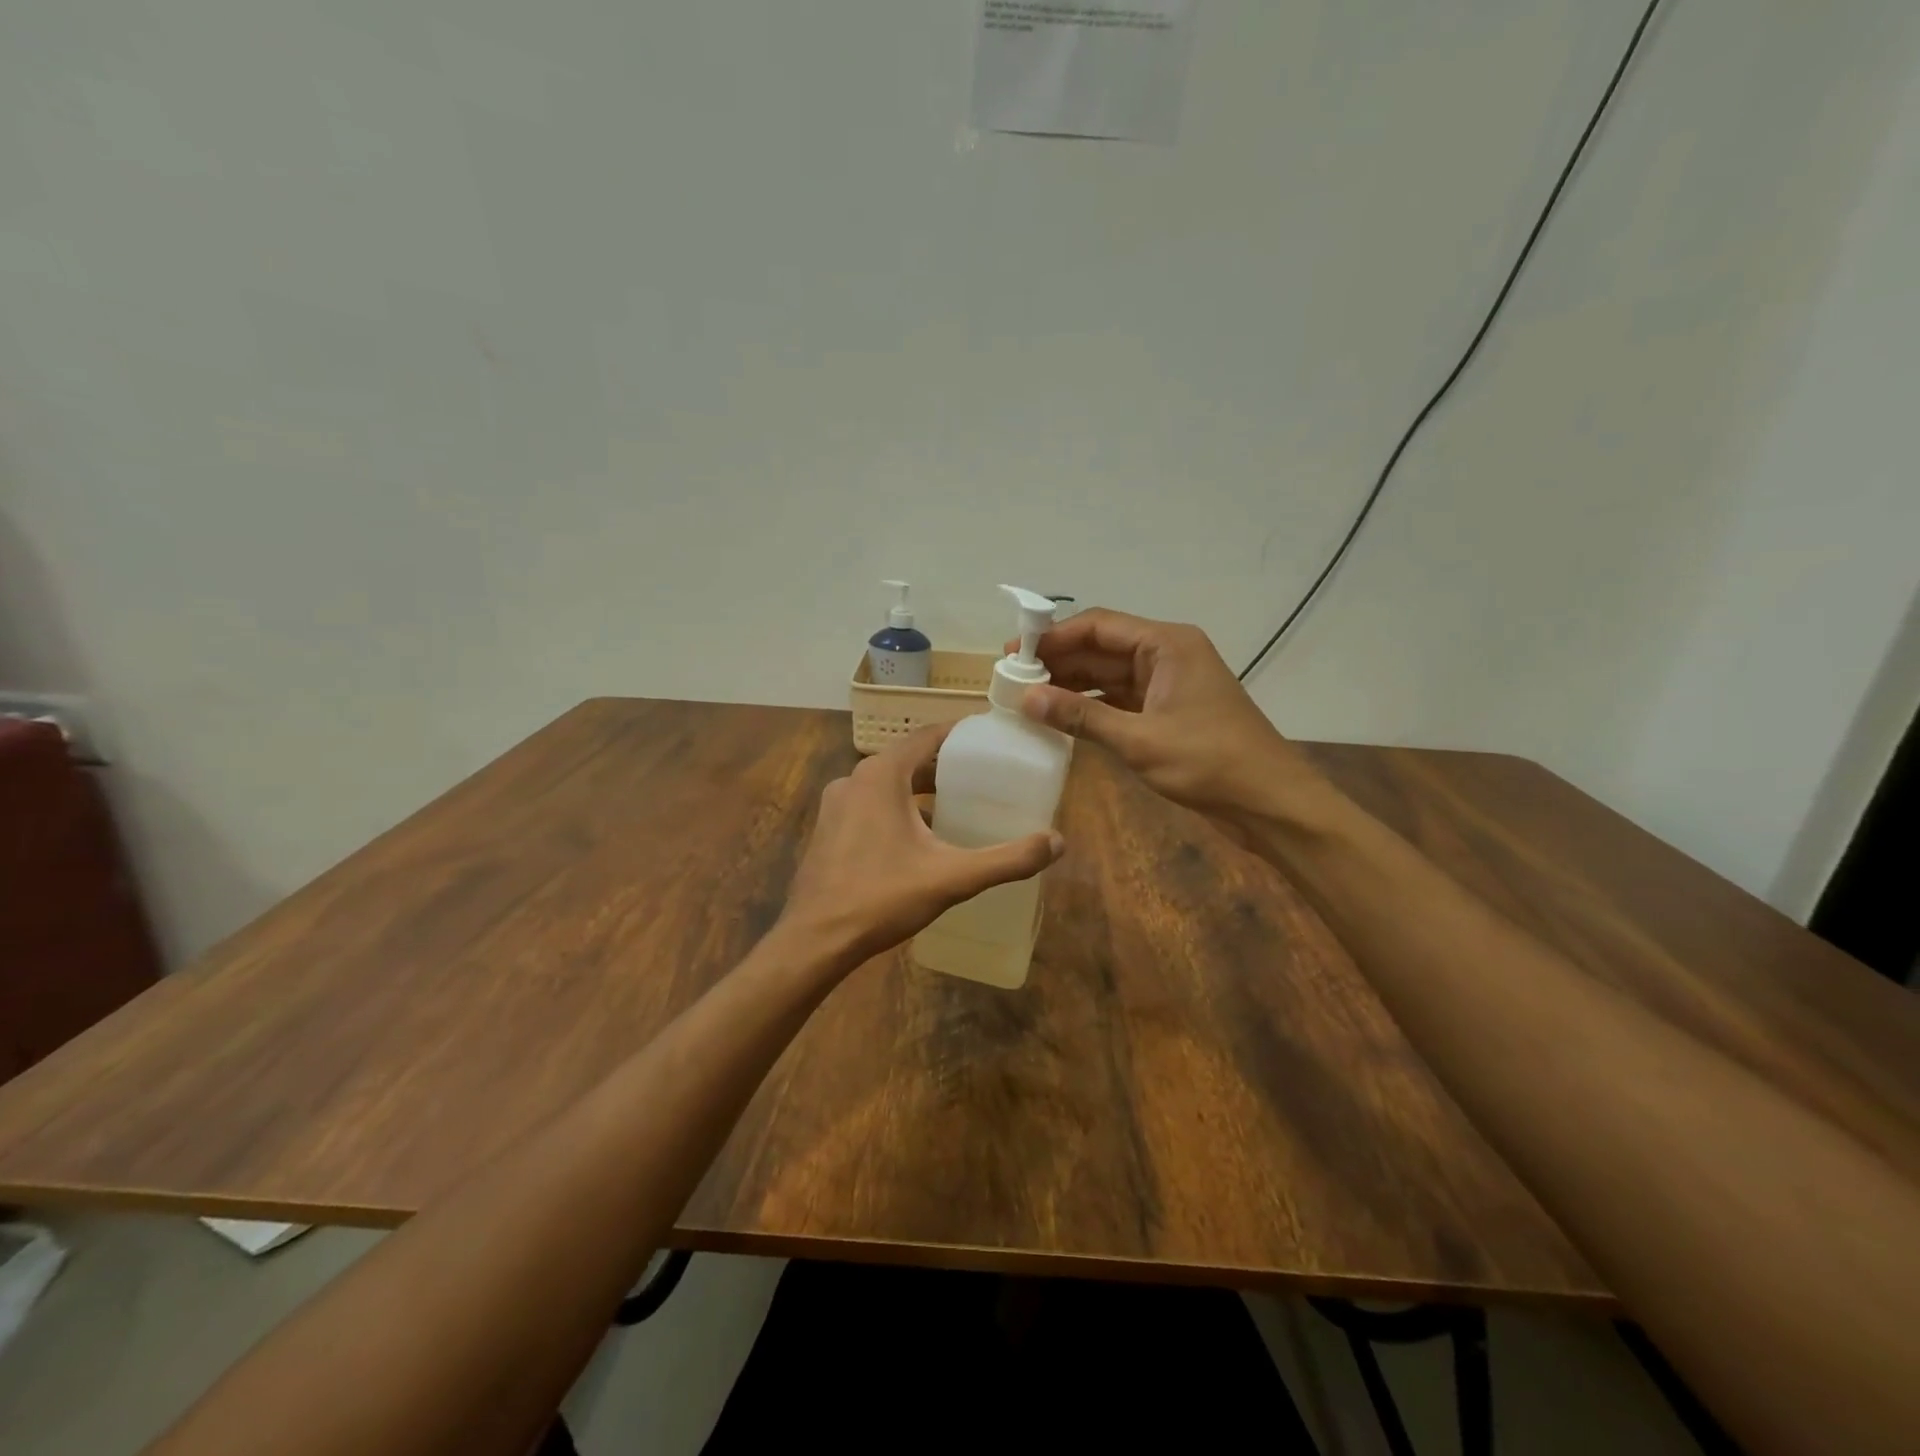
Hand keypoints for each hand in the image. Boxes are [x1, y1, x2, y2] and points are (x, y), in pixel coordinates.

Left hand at [779, 724, 1064, 969]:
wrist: (815, 940)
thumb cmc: (882, 897)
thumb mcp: (952, 877)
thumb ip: (1007, 859)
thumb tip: (1057, 842)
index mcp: (881, 775)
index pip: (927, 736)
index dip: (960, 733)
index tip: (990, 738)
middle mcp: (854, 779)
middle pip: (907, 760)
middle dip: (943, 766)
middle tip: (983, 776)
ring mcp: (835, 805)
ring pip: (886, 784)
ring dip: (919, 790)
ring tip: (956, 805)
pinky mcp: (827, 830)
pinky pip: (869, 805)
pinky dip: (896, 809)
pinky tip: (918, 838)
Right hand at [1012, 609, 1315, 823]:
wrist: (1269, 802)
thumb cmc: (1209, 762)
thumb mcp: (1139, 739)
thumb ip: (1081, 717)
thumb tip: (1027, 698)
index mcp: (1166, 644)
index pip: (1099, 625)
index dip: (1053, 637)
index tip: (1014, 652)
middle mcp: (1166, 654)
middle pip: (1102, 648)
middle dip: (1059, 661)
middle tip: (1013, 679)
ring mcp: (1168, 683)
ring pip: (1109, 675)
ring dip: (1072, 685)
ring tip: (1028, 698)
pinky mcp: (1169, 711)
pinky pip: (1121, 700)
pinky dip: (1092, 707)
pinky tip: (1061, 718)